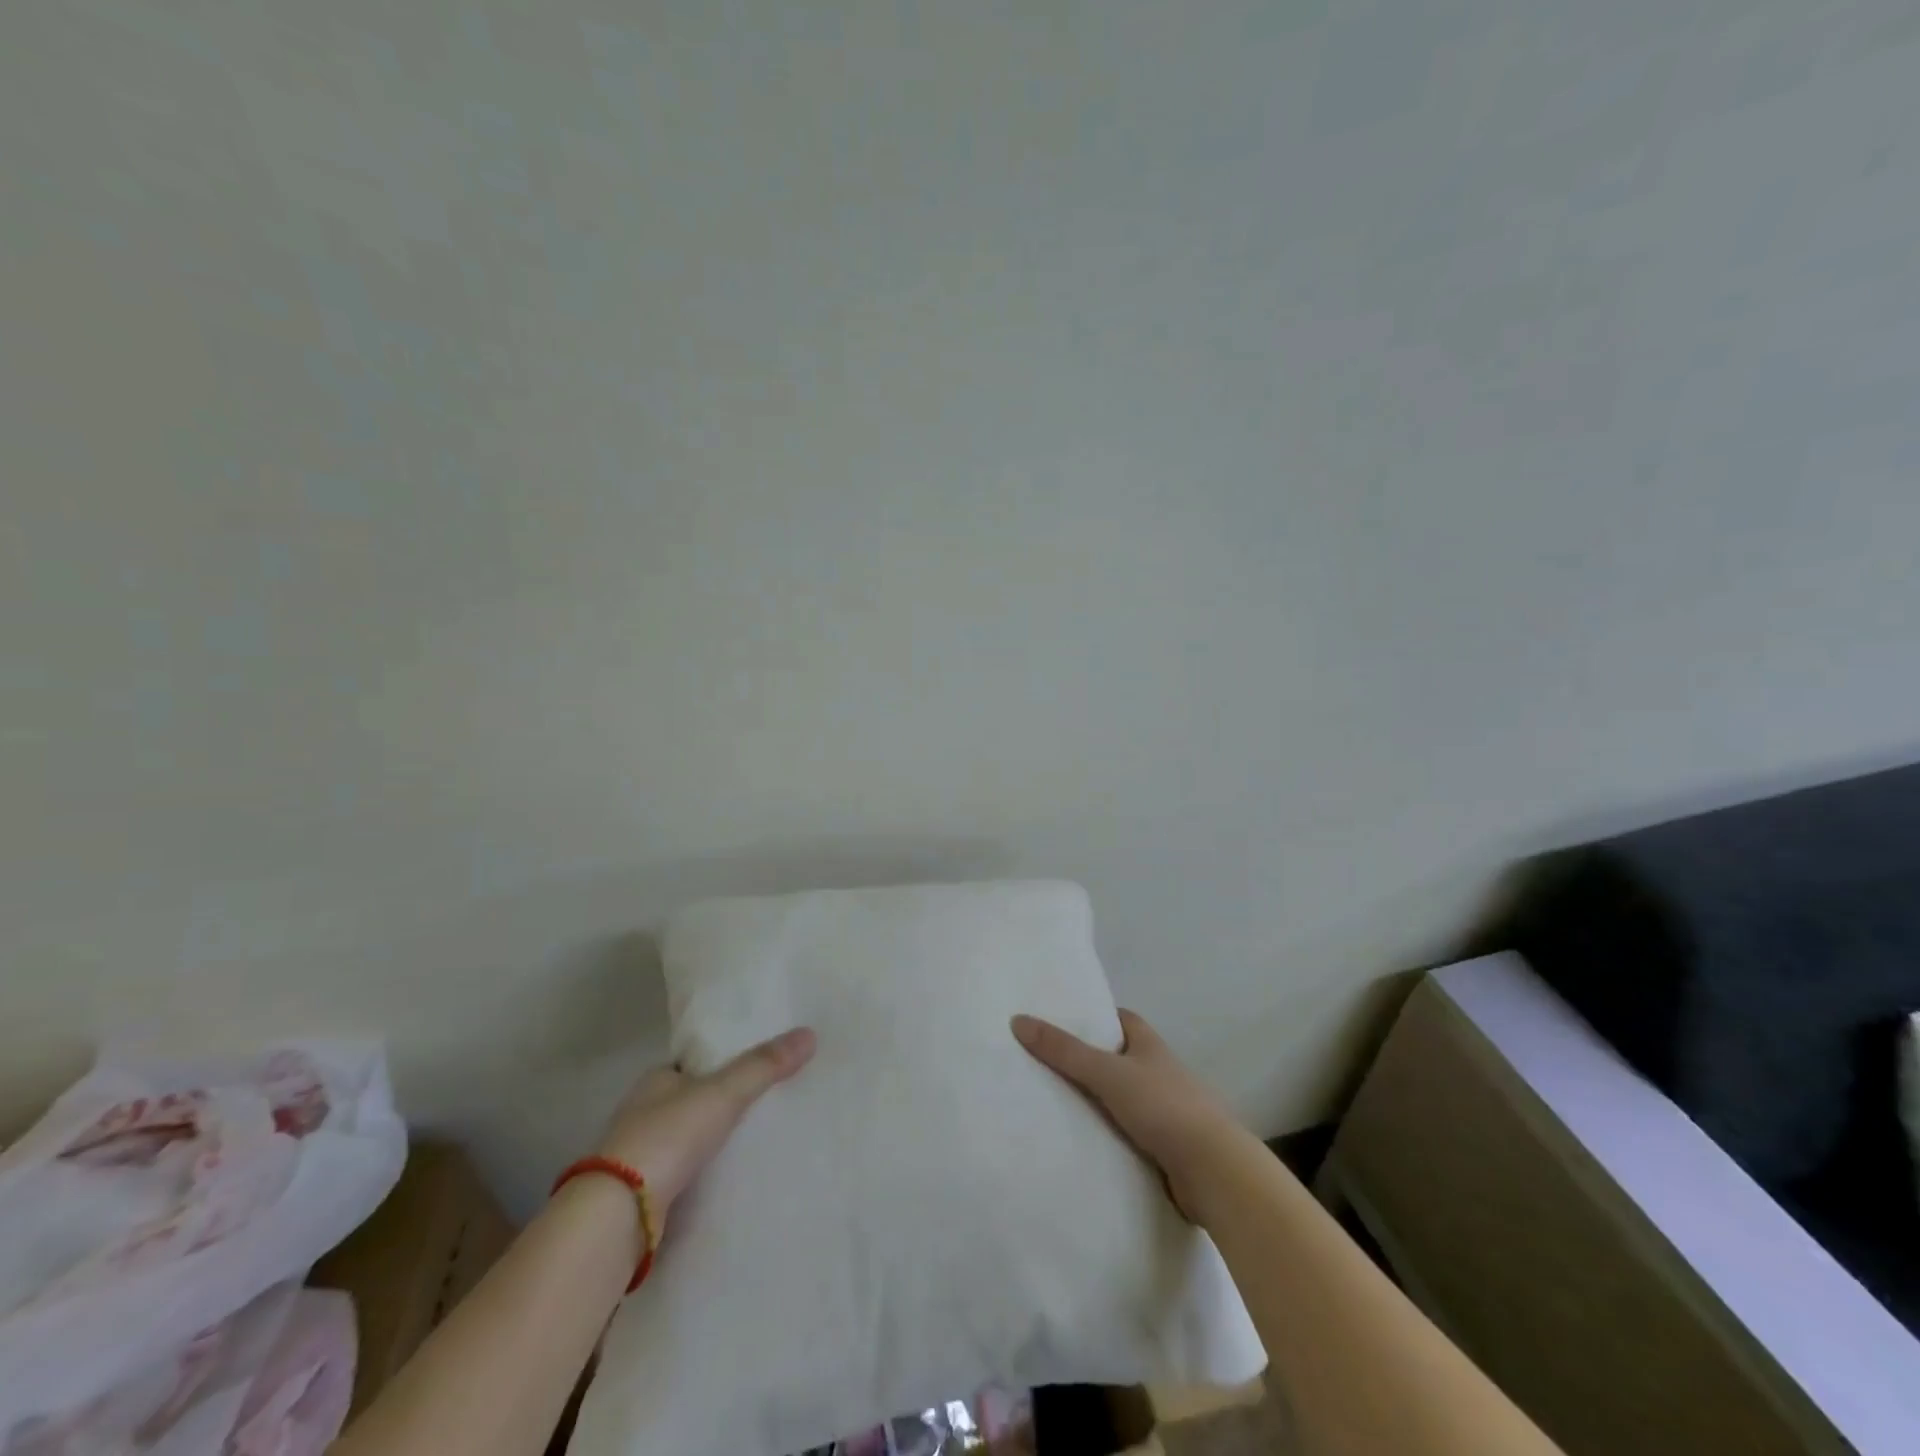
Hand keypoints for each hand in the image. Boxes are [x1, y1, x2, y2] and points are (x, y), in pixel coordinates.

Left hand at [595, 1027, 816, 1224]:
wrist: (619, 1215)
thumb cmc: (667, 1136)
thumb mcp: (723, 1093)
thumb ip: (764, 1065)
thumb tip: (810, 1034)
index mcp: (656, 1080)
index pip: (694, 1064)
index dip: (721, 1064)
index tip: (755, 1068)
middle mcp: (642, 1112)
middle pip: (690, 1101)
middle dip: (719, 1104)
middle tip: (764, 1104)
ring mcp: (639, 1156)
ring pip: (685, 1140)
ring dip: (710, 1142)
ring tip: (754, 1141)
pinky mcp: (642, 1195)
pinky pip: (683, 1174)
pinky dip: (702, 1174)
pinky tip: (728, 1178)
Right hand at [1011, 1009, 1240, 1218]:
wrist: (1214, 1171)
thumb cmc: (1163, 1107)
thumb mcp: (1107, 1073)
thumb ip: (1064, 1050)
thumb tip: (1018, 1020)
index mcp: (1151, 1045)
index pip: (1121, 1020)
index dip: (1095, 1017)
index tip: (1064, 1022)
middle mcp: (1162, 1072)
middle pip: (1121, 1059)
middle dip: (1092, 1062)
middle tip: (1050, 1065)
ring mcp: (1169, 1111)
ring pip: (1126, 1099)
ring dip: (1102, 1102)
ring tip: (1059, 1106)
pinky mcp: (1169, 1147)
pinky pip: (1132, 1133)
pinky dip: (1112, 1135)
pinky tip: (1087, 1143)